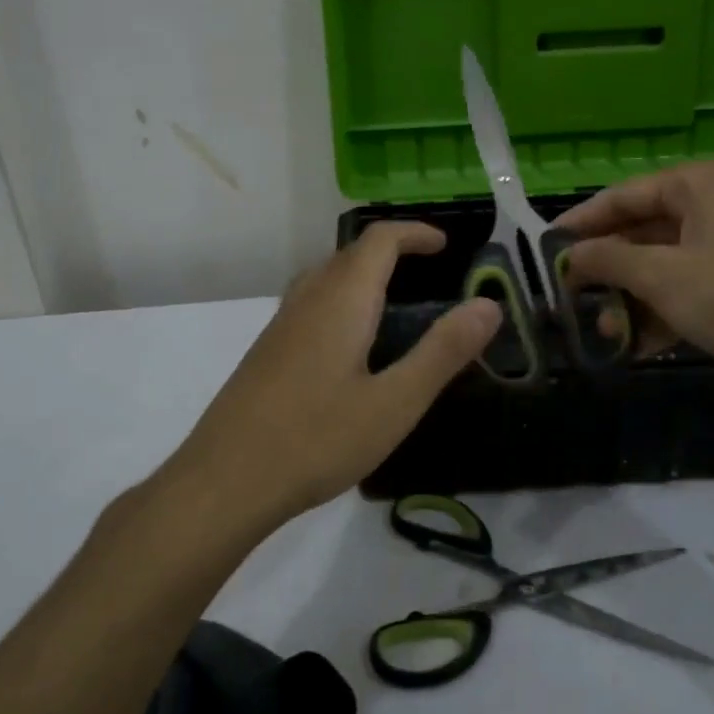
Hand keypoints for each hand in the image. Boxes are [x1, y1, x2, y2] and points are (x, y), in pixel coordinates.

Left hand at [178, 222, 500, 518]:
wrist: (225, 481)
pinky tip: (350, 345)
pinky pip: (311, 303)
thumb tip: (488, 305)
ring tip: (394, 302)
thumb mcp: (395, 403)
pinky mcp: (266, 351)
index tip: (446, 245)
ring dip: (362, 274)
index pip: (379, 240)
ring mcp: (280, 325)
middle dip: (391, 250)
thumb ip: (442, 352)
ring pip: (326, 277)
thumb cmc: (317, 440)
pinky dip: (341, 299)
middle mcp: (308, 299)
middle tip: (427, 272)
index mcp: (341, 300)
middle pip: (350, 253)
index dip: (414, 233)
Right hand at [557, 160, 713, 408]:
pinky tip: (637, 345)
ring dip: (630, 298)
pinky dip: (662, 313)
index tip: (544, 253)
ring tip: (601, 333)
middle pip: (641, 232)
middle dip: (606, 270)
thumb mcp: (662, 276)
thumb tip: (568, 257)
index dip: (580, 225)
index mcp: (697, 185)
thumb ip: (607, 260)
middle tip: (569, 300)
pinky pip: (689, 289)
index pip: (621, 197)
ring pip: (664, 265)